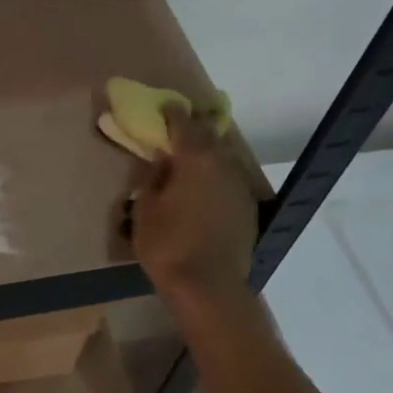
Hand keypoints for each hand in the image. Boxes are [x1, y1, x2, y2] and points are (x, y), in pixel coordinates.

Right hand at [130, 105, 258, 302]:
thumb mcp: (146, 208)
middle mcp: (223, 165)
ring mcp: (239, 187)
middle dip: (194, 129)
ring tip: (191, 158)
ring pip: (223, 159)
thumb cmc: (167, 244)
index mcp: (195, 159)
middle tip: (179, 128)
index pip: (184, 125)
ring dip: (207, 154)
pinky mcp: (247, 209)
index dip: (173, 114)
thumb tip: (164, 161)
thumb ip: (155, 178)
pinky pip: (229, 181)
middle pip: (209, 137)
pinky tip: (205, 188)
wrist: (208, 286)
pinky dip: (216, 177)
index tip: (165, 106)